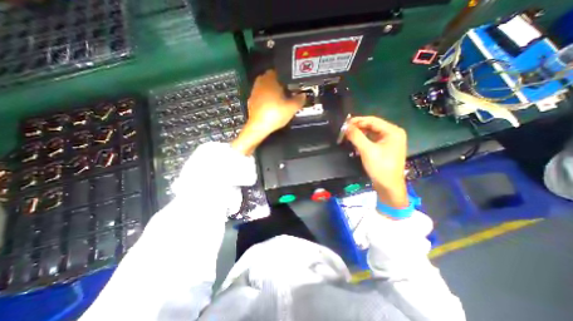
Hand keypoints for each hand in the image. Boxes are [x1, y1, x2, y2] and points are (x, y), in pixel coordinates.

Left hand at [231, 70, 306, 154]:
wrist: (258, 127)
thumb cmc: (275, 114)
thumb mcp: (291, 108)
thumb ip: (299, 100)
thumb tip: (303, 95)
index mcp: (270, 80)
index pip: (278, 71)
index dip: (285, 77)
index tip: (290, 84)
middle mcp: (260, 83)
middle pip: (270, 78)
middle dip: (277, 83)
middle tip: (286, 91)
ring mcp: (254, 92)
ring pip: (264, 86)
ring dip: (270, 90)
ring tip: (278, 99)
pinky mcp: (251, 101)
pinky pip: (259, 95)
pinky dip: (264, 97)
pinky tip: (270, 105)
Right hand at [345, 116, 406, 208]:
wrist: (388, 186)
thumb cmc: (380, 167)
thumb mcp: (367, 150)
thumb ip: (356, 136)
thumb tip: (345, 126)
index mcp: (392, 131)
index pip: (372, 120)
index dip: (357, 121)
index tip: (344, 123)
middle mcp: (393, 133)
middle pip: (372, 126)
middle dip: (357, 127)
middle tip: (344, 130)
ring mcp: (389, 141)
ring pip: (371, 133)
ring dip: (359, 134)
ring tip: (347, 135)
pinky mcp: (385, 148)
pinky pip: (372, 140)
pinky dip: (363, 140)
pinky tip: (354, 142)